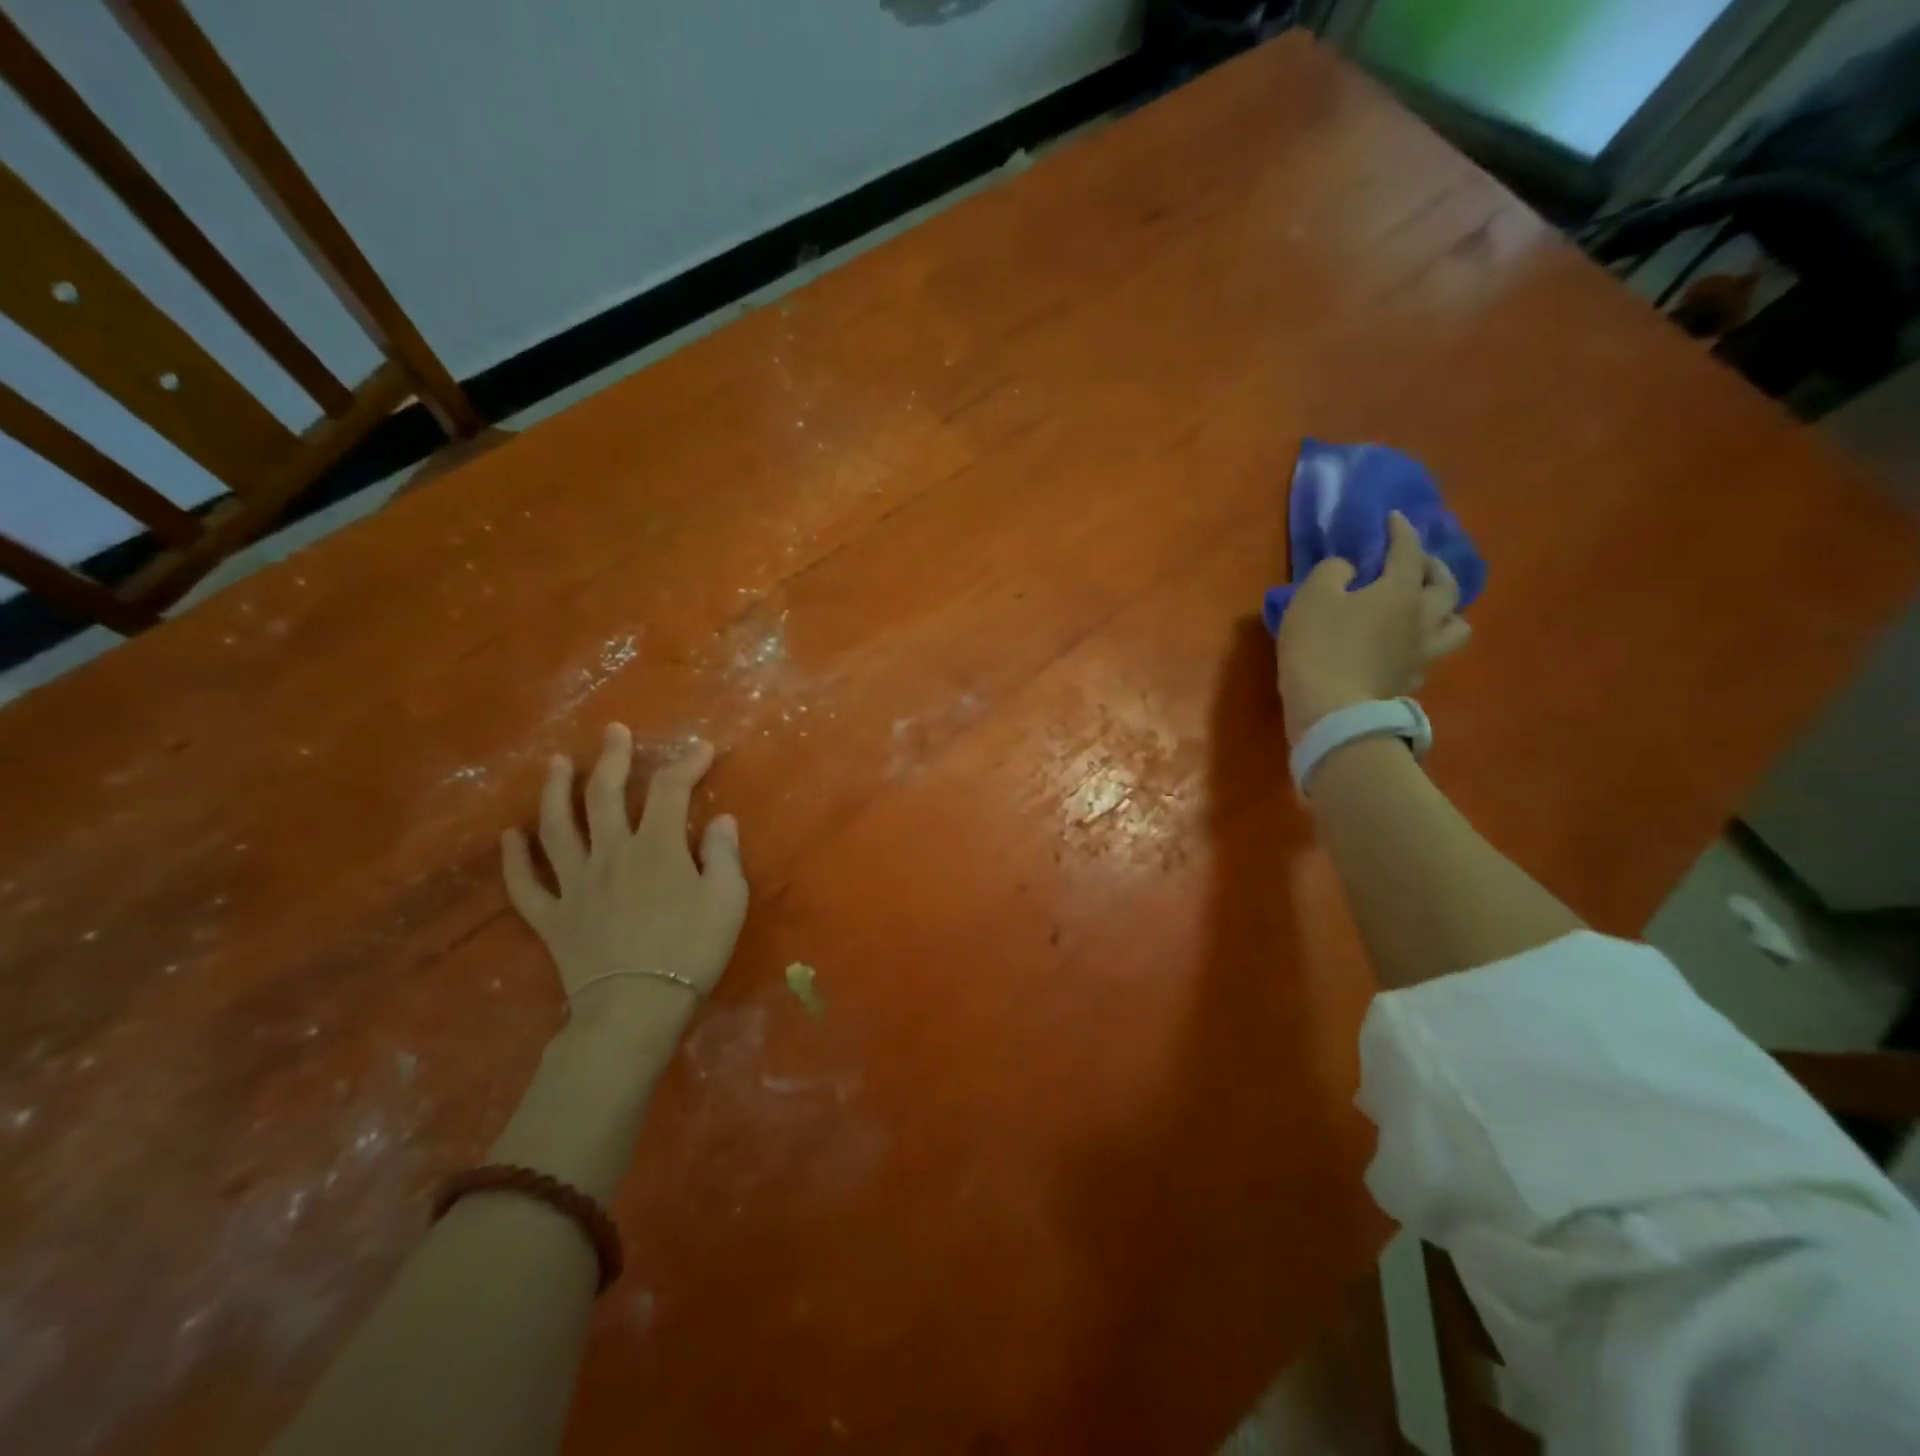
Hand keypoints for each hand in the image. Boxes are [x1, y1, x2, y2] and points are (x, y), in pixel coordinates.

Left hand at [501, 725, 747, 1022]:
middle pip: (605, 795)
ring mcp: (574, 884)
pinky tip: (510, 836)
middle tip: (614, 732)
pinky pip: (525, 884)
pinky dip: (514, 858)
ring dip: (555, 791)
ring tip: (556, 764)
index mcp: (656, 847)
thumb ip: (723, 854)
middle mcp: (610, 853)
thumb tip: (720, 820)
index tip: (702, 749)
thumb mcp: (728, 900)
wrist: (635, 1009)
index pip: (670, 790)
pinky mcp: (551, 917)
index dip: (686, 764)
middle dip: (612, 758)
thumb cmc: (690, 951)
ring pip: (557, 827)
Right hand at [1275, 511, 1471, 743]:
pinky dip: (1424, 644)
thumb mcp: (1311, 597)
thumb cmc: (1319, 646)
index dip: (1401, 530)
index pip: (1408, 550)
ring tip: (1430, 607)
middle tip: (1418, 562)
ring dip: (1447, 609)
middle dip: (1434, 566)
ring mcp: (1422, 653)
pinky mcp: (1412, 681)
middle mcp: (1423, 618)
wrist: (1331, 709)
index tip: (1393, 518)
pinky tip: (1409, 646)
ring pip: (1456, 625)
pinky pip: (1431, 656)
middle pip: (1447, 585)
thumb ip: (1333, 572)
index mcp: (1400, 591)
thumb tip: (1351, 571)